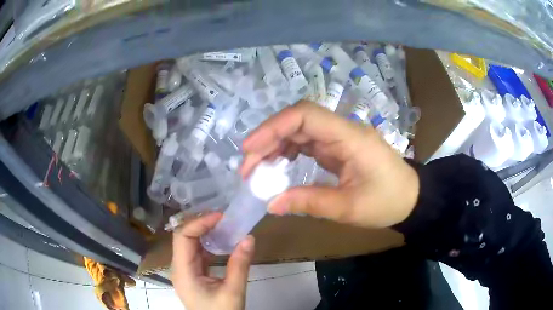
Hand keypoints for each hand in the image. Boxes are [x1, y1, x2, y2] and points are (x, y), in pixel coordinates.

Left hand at [171, 213, 254, 309]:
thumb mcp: (233, 292)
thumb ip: (240, 265)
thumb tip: (249, 237)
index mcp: (183, 271)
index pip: (182, 237)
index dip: (199, 222)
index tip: (220, 216)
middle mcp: (179, 267)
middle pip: (183, 237)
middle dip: (201, 223)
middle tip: (223, 216)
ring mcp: (184, 271)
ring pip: (189, 244)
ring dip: (204, 232)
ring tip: (223, 223)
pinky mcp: (192, 274)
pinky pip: (196, 253)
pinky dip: (207, 243)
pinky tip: (220, 240)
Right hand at [241, 100, 419, 228]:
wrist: (411, 198)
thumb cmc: (388, 202)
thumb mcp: (349, 208)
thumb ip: (310, 202)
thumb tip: (271, 204)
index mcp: (350, 137)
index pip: (305, 115)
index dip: (273, 127)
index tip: (249, 149)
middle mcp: (343, 130)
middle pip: (297, 121)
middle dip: (267, 140)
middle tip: (247, 168)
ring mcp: (340, 138)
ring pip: (299, 131)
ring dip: (275, 146)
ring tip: (257, 170)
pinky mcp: (338, 147)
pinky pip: (307, 143)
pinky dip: (288, 152)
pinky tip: (277, 167)